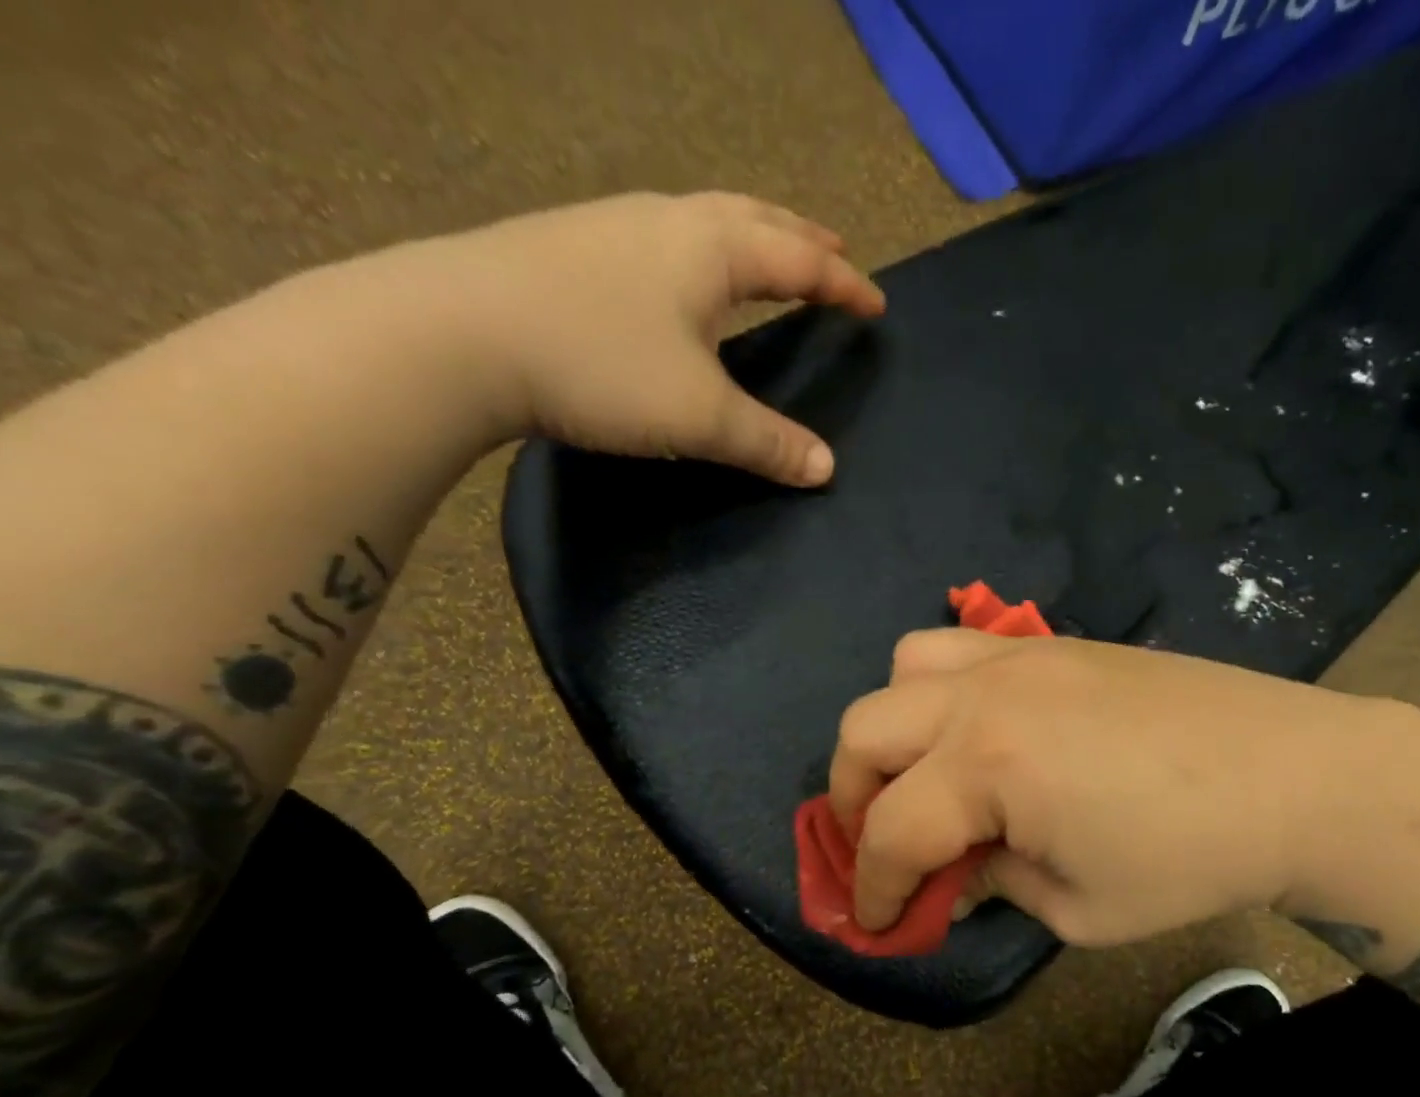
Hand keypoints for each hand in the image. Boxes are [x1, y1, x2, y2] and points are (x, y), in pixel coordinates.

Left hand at [443, 191, 884, 485]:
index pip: (798, 259)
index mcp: (710, 249)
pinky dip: (703, 253)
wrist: (456, 334)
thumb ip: (768, 442)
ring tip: (769, 259)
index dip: (842, 285)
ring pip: (704, 221)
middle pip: (754, 218)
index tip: (876, 303)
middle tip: (834, 254)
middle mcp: (668, 222)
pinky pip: (666, 239)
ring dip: (750, 237)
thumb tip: (826, 469)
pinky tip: (685, 280)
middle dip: (801, 239)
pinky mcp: (575, 249)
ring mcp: (615, 228)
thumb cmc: (599, 365)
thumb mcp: (699, 416)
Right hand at [828, 629, 1411, 945]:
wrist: (1297, 777)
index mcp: (987, 767)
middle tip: (885, 847)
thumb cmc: (1192, 859)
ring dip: (893, 729)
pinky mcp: (1055, 643)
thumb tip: (953, 875)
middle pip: (864, 733)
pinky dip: (941, 690)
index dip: (873, 890)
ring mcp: (1019, 657)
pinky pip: (963, 648)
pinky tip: (980, 733)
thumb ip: (995, 885)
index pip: (891, 833)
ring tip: (925, 774)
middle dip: (853, 801)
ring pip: (904, 669)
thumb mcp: (1080, 909)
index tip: (877, 924)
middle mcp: (985, 696)